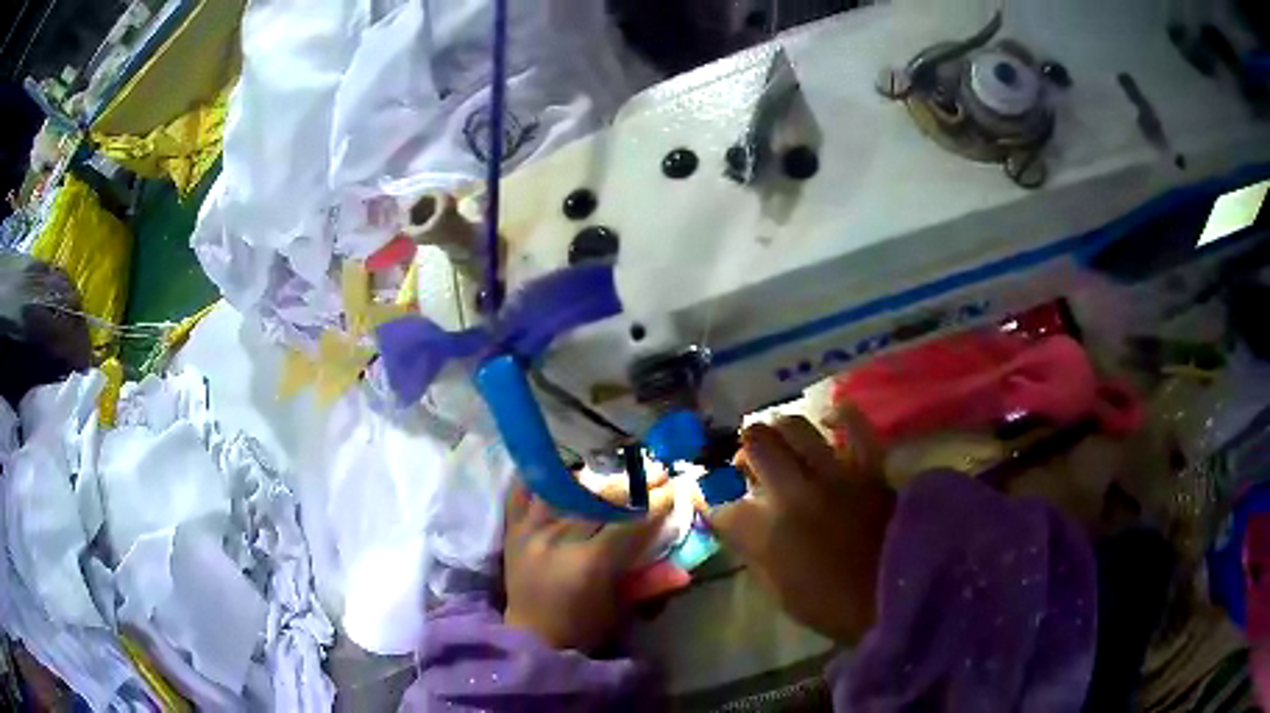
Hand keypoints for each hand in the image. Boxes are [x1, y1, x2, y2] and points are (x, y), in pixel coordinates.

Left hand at [504, 479, 670, 650]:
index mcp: (590, 562)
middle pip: (600, 499)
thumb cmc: (583, 628)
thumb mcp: (621, 608)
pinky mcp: (513, 529)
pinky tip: (559, 467)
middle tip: (654, 470)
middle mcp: (559, 538)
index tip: (674, 488)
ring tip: (611, 466)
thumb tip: (684, 570)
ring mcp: (532, 530)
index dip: (656, 504)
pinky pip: (524, 491)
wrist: (532, 637)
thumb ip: (651, 584)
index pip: (630, 522)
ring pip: (566, 488)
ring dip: (591, 475)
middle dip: (632, 482)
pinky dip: (541, 478)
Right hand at [704, 412, 894, 644]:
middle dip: (743, 452)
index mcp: (768, 532)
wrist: (897, 595)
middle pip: (756, 446)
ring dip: (778, 430)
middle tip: (748, 463)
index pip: (723, 504)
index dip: (713, 504)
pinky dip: (842, 415)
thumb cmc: (832, 605)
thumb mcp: (779, 592)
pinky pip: (855, 427)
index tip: (716, 505)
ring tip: (778, 439)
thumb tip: (738, 526)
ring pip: (795, 427)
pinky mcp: (868, 468)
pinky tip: (830, 415)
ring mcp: (834, 475)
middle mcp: (795, 493)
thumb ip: (753, 553)